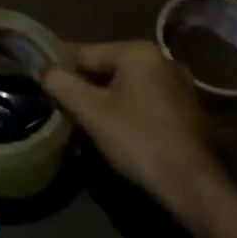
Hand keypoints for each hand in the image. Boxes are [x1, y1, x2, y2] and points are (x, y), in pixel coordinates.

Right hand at [44, 41, 227, 212]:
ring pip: (124, 86)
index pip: (84, 53)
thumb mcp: (91, 111)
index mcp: (137, 51)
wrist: (193, 186)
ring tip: (87, 125)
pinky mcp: (185, 108)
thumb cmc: (139, 140)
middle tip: (65, 112)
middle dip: (84, 88)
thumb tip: (44, 69)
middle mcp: (160, 58)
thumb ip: (61, 84)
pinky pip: (143, 100)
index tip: (43, 87)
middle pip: (105, 68)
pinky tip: (118, 133)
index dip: (61, 70)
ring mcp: (177, 83)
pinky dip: (126, 111)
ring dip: (104, 102)